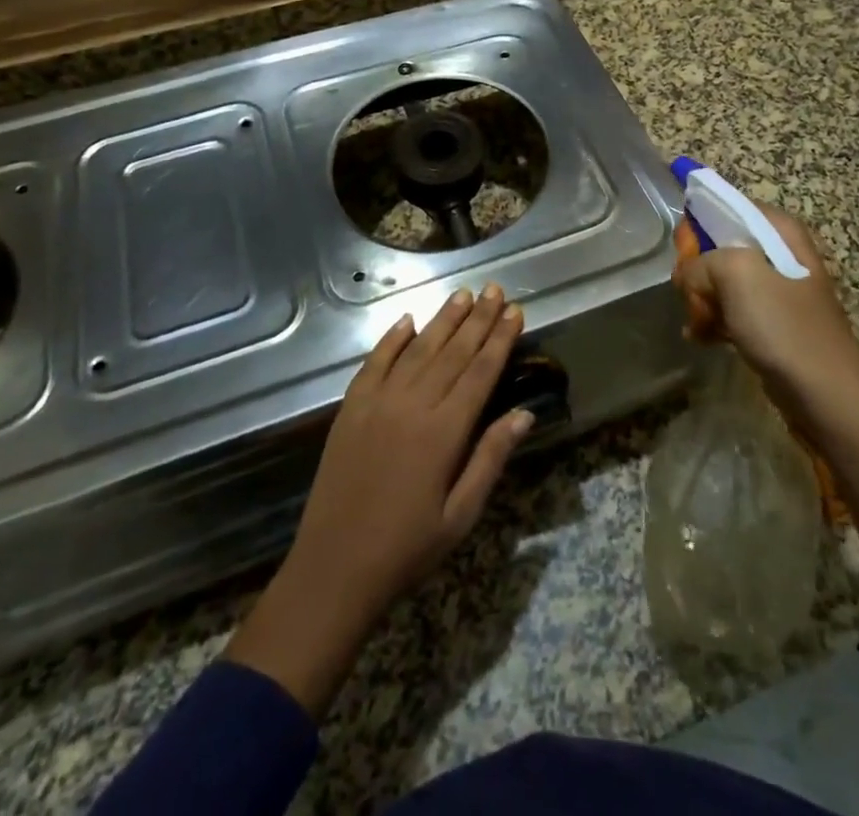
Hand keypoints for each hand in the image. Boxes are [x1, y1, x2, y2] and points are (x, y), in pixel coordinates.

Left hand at [222, 285, 533, 714]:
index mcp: (444, 432)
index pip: (480, 372)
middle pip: (453, 352)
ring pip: (418, 350)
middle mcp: (412, 405)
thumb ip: (490, 458)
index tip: (515, 311)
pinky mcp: (351, 408)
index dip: (500, 339)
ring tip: (462, 294)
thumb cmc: (407, 548)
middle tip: (495, 289)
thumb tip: (524, 413)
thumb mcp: (461, 515)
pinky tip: (408, 321)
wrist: (334, 568)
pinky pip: (375, 362)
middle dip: (477, 319)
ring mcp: (377, 402)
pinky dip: (392, 339)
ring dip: (442, 320)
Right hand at [673, 205, 858, 424]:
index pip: (727, 207)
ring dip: (702, 300)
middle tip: (693, 295)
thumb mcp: (736, 273)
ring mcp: (775, 290)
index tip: (685, 253)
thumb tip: (687, 276)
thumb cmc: (783, 324)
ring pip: (721, 281)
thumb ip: (700, 262)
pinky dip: (712, 321)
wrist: (825, 392)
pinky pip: (730, 310)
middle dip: (698, 270)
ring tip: (697, 323)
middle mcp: (779, 253)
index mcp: (779, 230)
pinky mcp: (770, 323)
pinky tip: (702, 337)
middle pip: (719, 246)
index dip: (699, 226)